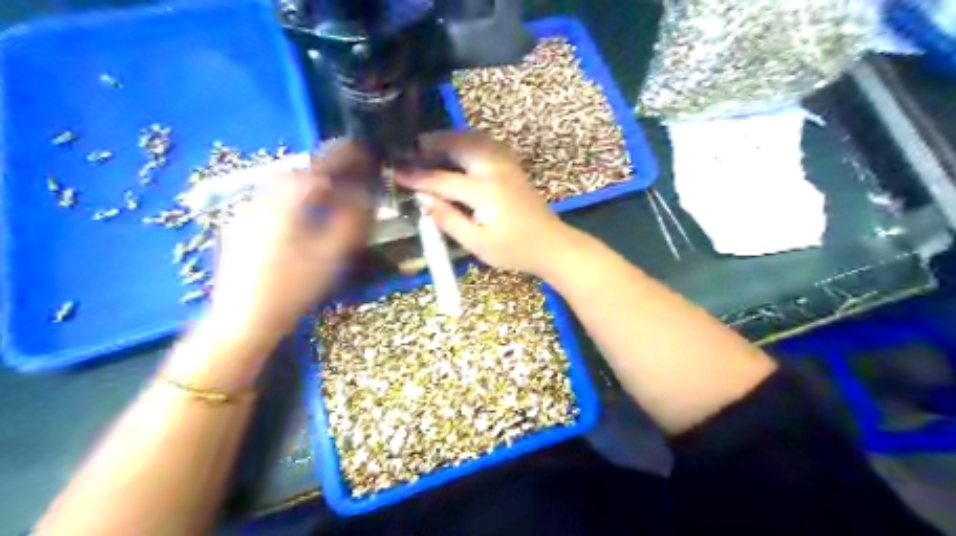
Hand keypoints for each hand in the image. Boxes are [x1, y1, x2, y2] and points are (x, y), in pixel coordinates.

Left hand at [208, 138, 374, 346]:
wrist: (241, 320)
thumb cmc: (291, 289)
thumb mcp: (329, 256)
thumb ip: (350, 221)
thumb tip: (364, 197)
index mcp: (283, 204)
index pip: (317, 168)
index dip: (342, 157)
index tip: (363, 151)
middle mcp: (260, 200)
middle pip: (296, 171)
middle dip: (324, 167)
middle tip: (349, 173)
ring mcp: (244, 213)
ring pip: (280, 185)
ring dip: (308, 182)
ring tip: (329, 193)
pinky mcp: (238, 228)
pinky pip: (269, 200)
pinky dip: (292, 197)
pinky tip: (300, 214)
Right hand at [397, 133, 574, 277]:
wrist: (551, 244)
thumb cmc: (513, 250)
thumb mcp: (478, 244)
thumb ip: (449, 220)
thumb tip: (424, 199)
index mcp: (485, 192)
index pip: (442, 180)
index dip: (417, 176)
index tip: (396, 172)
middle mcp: (495, 171)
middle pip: (460, 146)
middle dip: (434, 143)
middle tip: (412, 148)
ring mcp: (507, 165)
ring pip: (475, 139)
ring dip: (451, 138)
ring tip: (431, 144)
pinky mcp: (513, 166)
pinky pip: (487, 143)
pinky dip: (469, 140)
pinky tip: (460, 147)